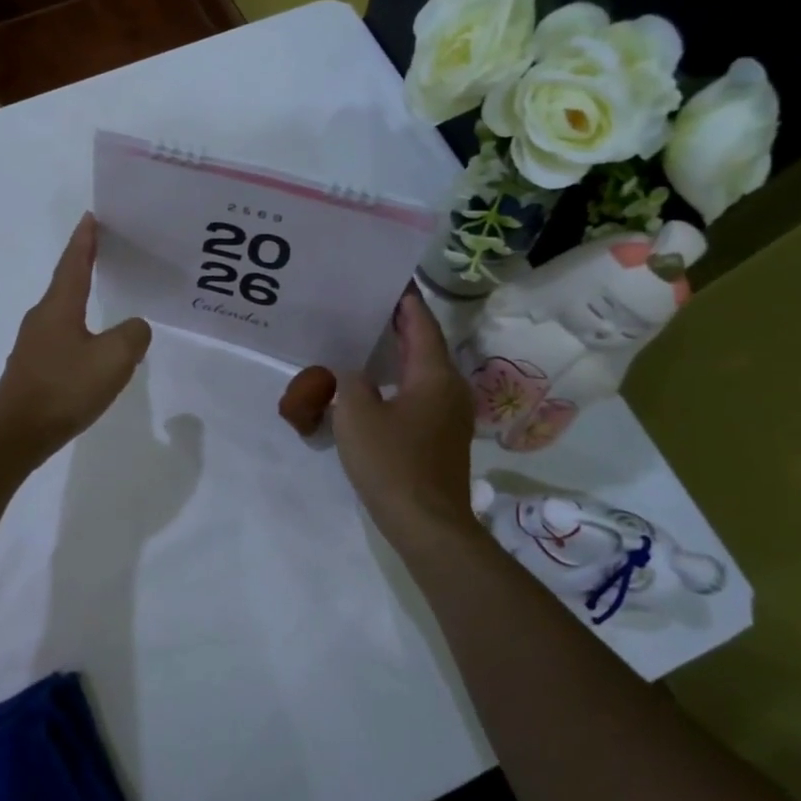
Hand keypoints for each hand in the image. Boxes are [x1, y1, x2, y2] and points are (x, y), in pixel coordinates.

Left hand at [0, 213, 151, 458]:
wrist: (17, 433)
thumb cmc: (64, 389)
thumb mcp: (113, 359)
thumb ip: (133, 335)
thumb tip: (134, 328)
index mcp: (59, 307)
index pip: (74, 263)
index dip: (85, 240)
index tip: (90, 217)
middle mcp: (42, 318)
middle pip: (65, 283)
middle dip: (84, 265)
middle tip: (105, 251)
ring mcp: (33, 344)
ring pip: (63, 312)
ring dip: (81, 299)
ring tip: (103, 296)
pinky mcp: (32, 368)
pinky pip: (61, 338)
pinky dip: (79, 330)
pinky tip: (91, 347)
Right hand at [332, 291, 477, 547]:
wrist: (427, 524)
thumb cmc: (392, 462)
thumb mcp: (356, 414)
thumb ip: (350, 382)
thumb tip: (354, 374)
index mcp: (434, 374)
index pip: (421, 322)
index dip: (404, 298)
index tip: (385, 277)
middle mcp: (450, 387)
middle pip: (425, 343)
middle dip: (398, 323)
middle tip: (365, 305)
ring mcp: (450, 413)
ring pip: (423, 370)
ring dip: (398, 352)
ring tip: (365, 339)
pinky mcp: (442, 435)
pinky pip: (420, 392)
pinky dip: (400, 378)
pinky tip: (374, 384)